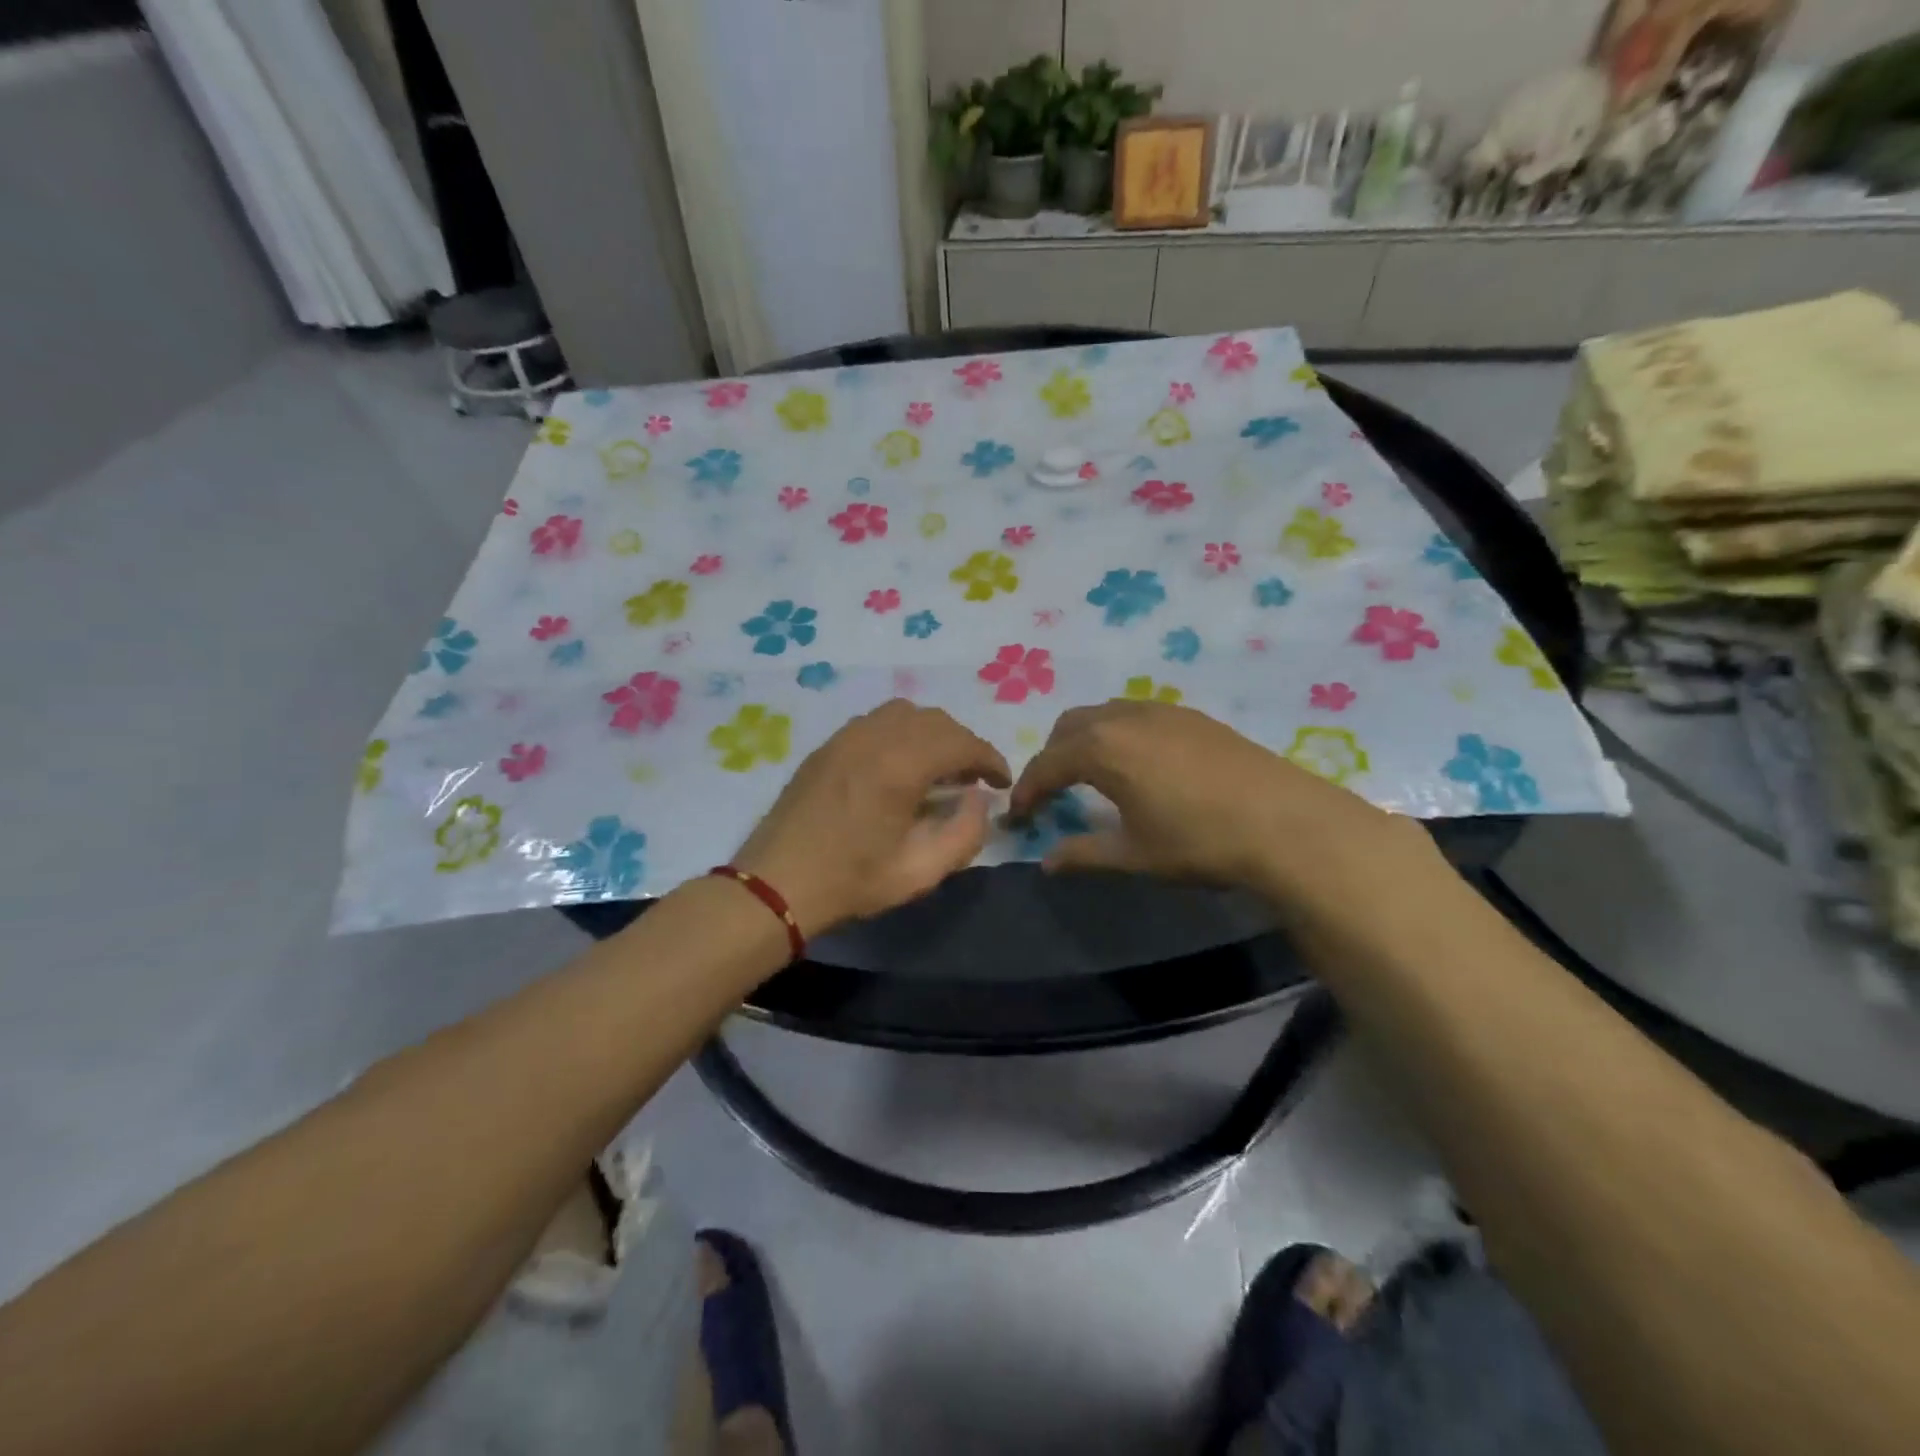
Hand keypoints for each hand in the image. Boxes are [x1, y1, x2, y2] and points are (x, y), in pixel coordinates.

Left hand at [732, 699, 1010, 936]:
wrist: (775, 884)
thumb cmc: (851, 882)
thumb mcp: (920, 873)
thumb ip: (964, 834)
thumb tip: (978, 801)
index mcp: (900, 766)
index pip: (961, 742)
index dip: (990, 759)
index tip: (1001, 782)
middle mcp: (873, 737)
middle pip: (935, 721)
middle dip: (963, 744)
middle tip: (973, 779)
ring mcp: (845, 737)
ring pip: (904, 713)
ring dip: (932, 734)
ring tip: (938, 768)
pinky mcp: (827, 746)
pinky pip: (875, 722)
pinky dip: (901, 733)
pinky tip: (899, 766)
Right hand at [1008, 700, 1435, 905]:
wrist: (1286, 822)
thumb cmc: (1199, 841)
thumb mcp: (1134, 855)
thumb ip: (1084, 854)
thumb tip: (1047, 862)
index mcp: (1102, 748)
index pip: (1047, 764)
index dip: (1027, 790)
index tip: (1019, 816)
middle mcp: (1125, 718)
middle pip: (1069, 727)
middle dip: (1052, 757)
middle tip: (1053, 794)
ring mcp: (1162, 711)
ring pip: (1104, 714)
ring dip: (1085, 740)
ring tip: (1092, 776)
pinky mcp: (1192, 716)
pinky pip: (1136, 714)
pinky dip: (1118, 734)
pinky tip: (1139, 765)